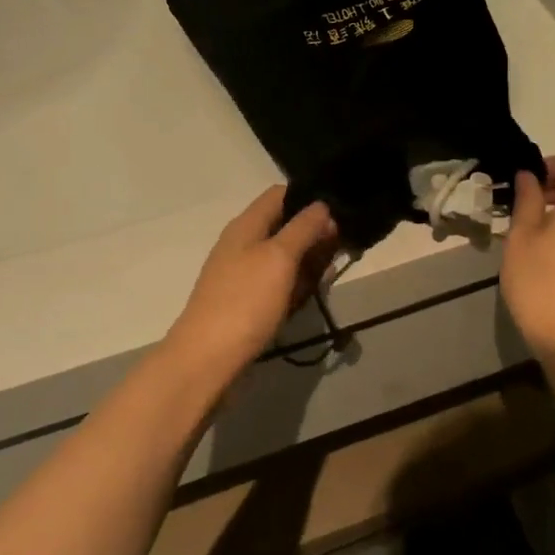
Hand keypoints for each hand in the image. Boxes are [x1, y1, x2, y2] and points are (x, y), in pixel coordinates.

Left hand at [162, 186, 338, 383]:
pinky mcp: (247, 302)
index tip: (340, 209)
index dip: (309, 197)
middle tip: (347, 243)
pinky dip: (296, 283)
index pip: (280, 194)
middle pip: (284, 225)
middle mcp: (243, 244)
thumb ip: (303, 228)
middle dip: (315, 232)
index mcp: (246, 225)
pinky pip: (278, 282)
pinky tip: (313, 292)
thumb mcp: (279, 257)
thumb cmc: (245, 301)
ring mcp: (243, 275)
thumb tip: (322, 205)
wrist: (207, 360)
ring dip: (309, 260)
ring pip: (284, 256)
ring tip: (334, 269)